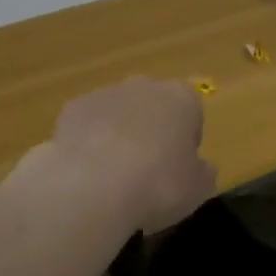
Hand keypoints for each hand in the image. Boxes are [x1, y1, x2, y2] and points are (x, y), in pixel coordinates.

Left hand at [48, 78, 216, 234]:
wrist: (92, 186)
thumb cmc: (158, 184)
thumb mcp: (198, 189)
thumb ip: (203, 172)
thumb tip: (201, 167)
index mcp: (181, 97)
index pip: (192, 112)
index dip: (187, 141)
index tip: (180, 168)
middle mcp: (144, 86)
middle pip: (153, 107)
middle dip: (152, 132)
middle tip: (148, 172)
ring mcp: (104, 94)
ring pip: (118, 113)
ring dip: (119, 136)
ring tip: (114, 178)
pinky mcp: (71, 109)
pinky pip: (87, 125)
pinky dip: (89, 144)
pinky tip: (87, 174)